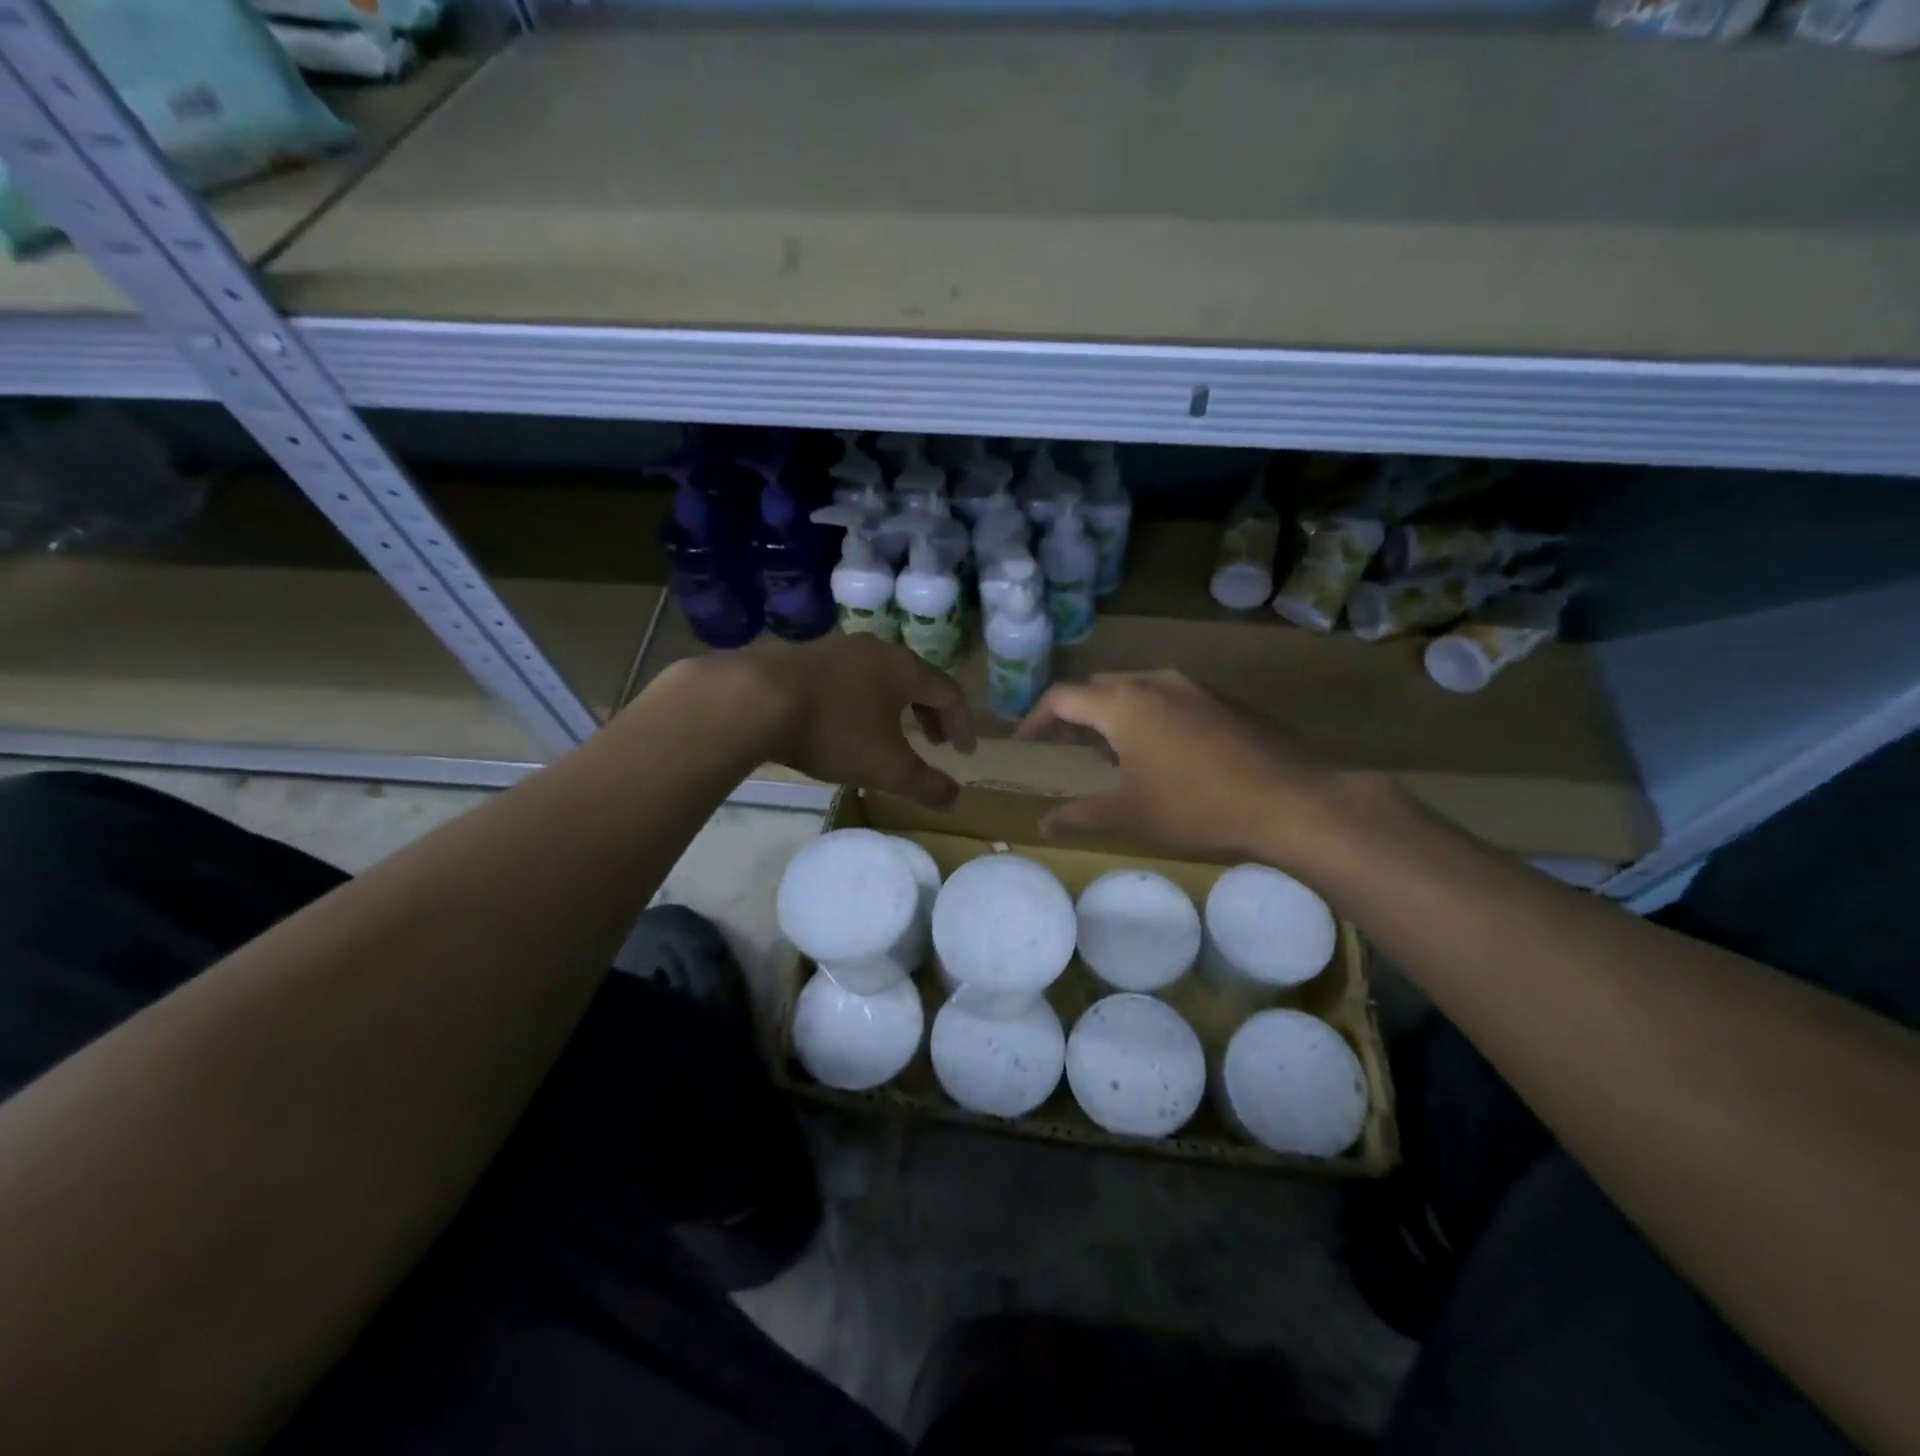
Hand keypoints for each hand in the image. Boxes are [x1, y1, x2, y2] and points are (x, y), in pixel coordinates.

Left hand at [678, 634, 975, 809]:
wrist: (756, 699)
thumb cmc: (834, 730)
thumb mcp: (886, 767)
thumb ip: (925, 785)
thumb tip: (955, 800)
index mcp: (904, 669)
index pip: (949, 692)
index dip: (962, 724)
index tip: (964, 752)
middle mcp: (876, 650)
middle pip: (916, 679)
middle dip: (930, 713)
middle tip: (934, 742)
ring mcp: (838, 648)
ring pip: (880, 676)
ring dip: (895, 704)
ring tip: (892, 731)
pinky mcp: (805, 656)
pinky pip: (849, 677)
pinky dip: (863, 699)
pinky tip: (845, 720)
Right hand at [1015, 670, 1349, 862]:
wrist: (1288, 799)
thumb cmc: (1196, 807)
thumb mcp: (1130, 816)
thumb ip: (1080, 815)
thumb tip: (1042, 824)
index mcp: (1123, 705)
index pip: (1062, 698)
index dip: (1036, 718)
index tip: (1025, 742)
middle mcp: (1152, 682)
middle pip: (1096, 687)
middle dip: (1073, 713)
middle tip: (1064, 746)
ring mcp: (1190, 686)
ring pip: (1133, 687)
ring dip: (1110, 712)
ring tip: (1107, 749)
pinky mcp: (1218, 698)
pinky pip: (1165, 695)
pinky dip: (1144, 712)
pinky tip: (1157, 749)